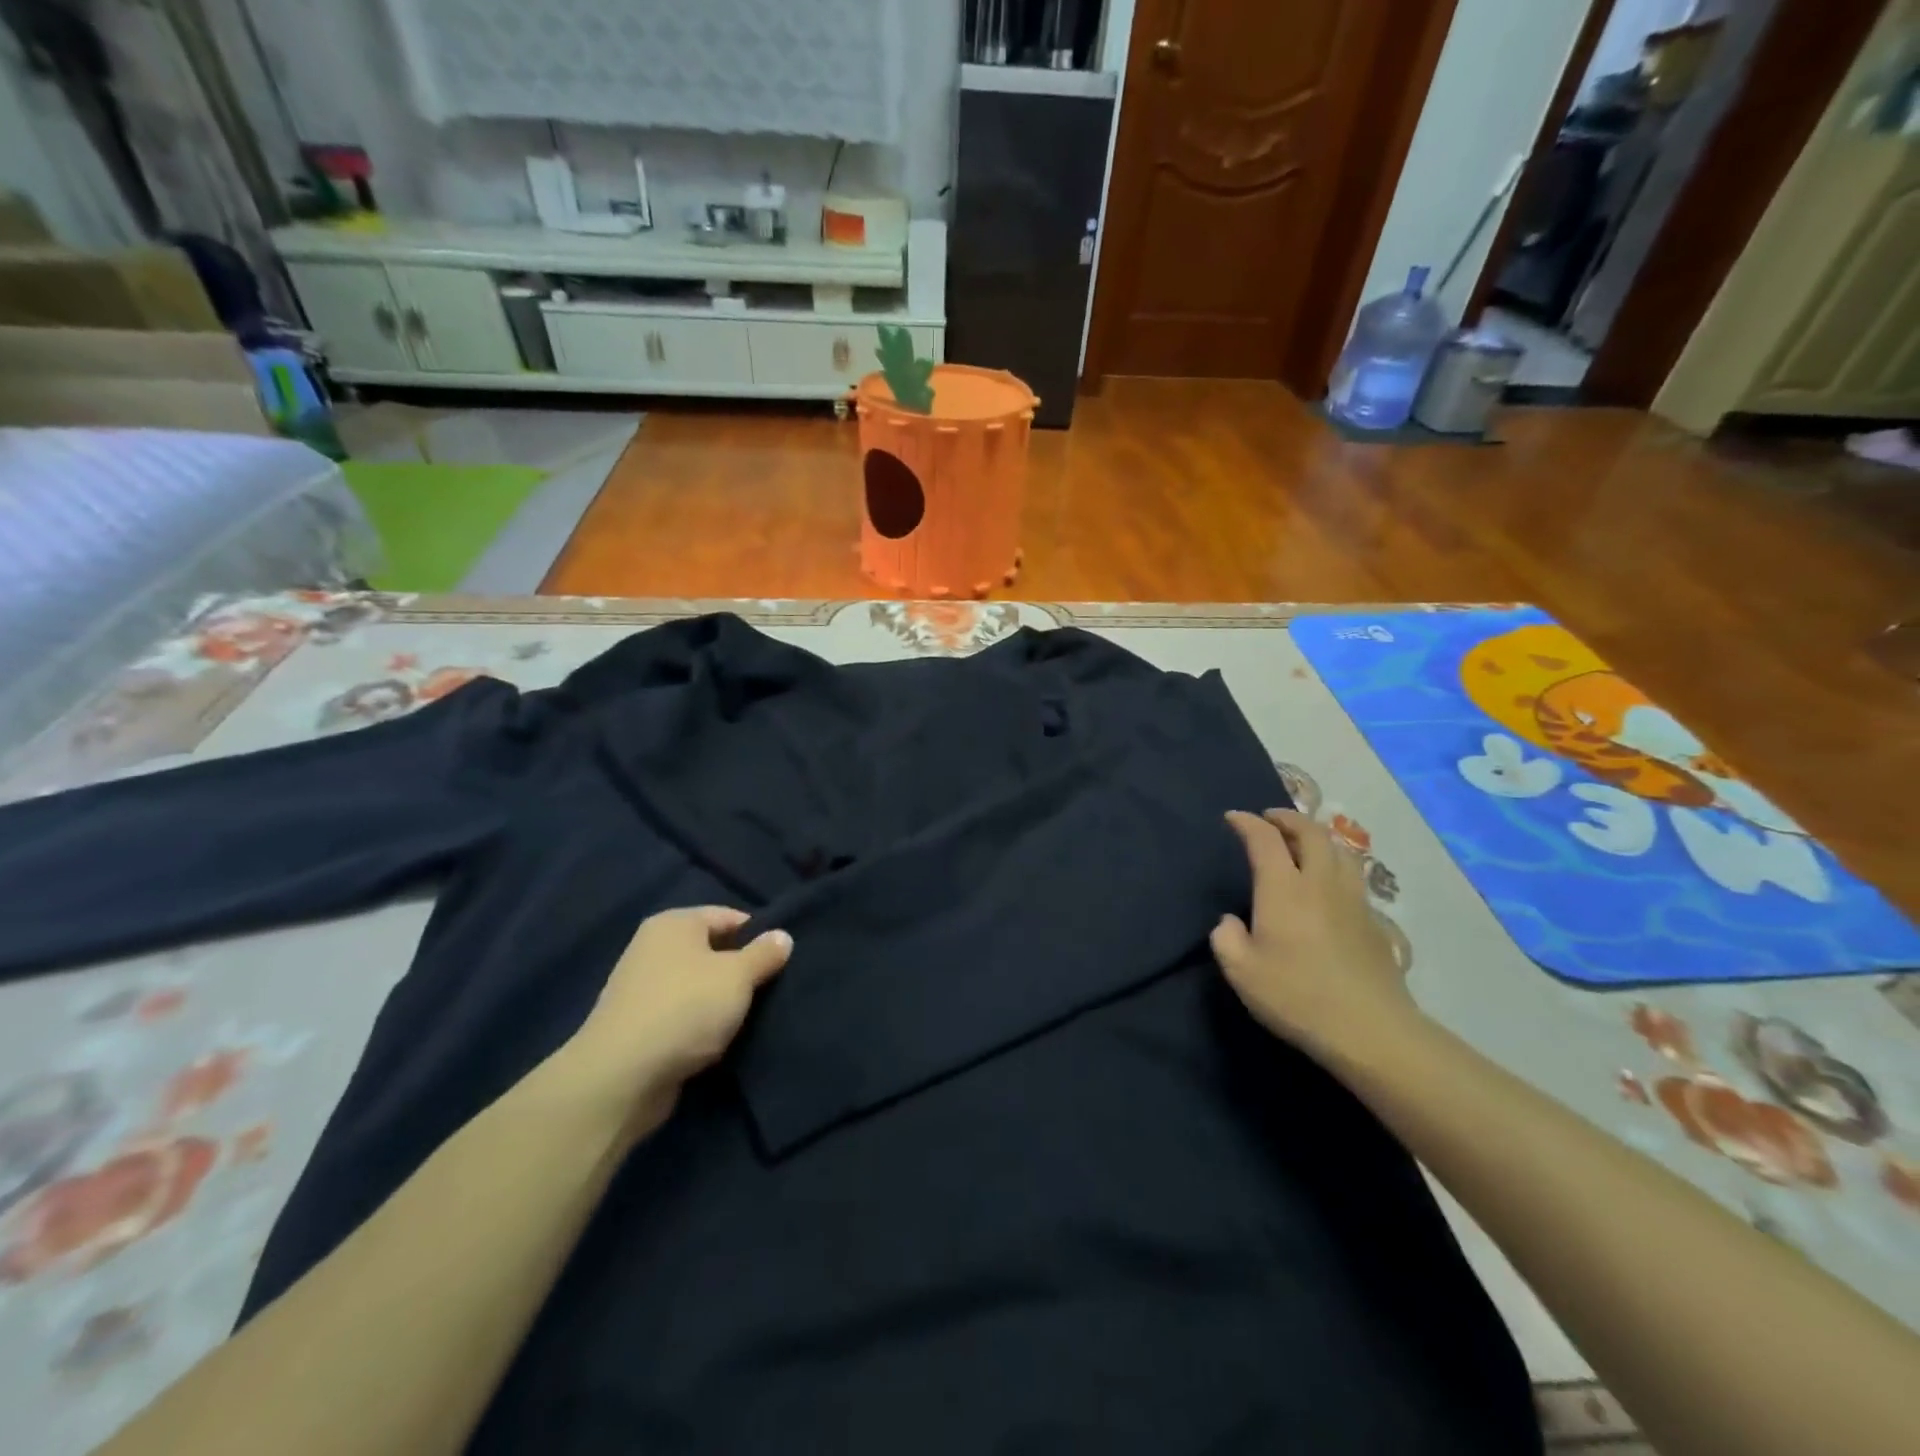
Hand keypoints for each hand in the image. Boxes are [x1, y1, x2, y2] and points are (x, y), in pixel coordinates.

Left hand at [564, 907, 791, 1138]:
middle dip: (741, 970)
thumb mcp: (737, 976)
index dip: (759, 935)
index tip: (781, 960)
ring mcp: (641, 987)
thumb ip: (764, 954)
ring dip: (722, 1001)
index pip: (729, 916)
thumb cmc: (685, 1009)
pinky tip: (721, 1041)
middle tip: (772, 989)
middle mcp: (653, 947)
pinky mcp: (637, 1026)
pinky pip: (682, 1015)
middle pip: (712, 951)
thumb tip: (783, 936)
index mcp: (674, 923)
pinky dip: (701, 1025)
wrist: (620, 1077)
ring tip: (751, 1018)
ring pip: (698, 986)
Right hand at [1210, 809, 1421, 1061]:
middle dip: (1288, 818)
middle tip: (1271, 819)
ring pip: (1340, 850)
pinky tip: (1329, 886)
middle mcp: (1320, 883)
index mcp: (1283, 888)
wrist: (1370, 1029)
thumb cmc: (1296, 996)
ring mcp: (1353, 900)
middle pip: (1311, 832)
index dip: (1247, 822)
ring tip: (1303, 843)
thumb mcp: (1241, 971)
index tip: (1233, 818)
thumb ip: (1226, 938)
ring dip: (1318, 837)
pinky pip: (1354, 877)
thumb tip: (1230, 922)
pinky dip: (1336, 866)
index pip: (1265, 839)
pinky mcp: (1374, 922)